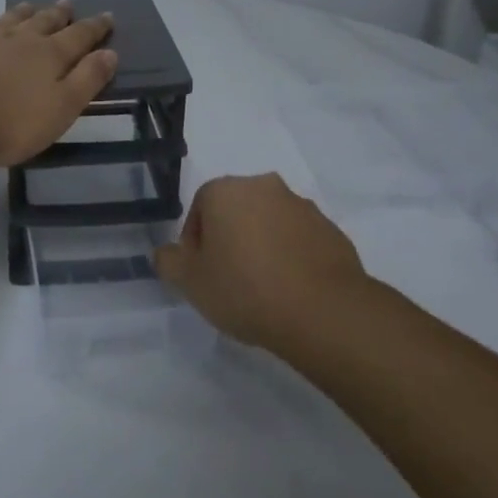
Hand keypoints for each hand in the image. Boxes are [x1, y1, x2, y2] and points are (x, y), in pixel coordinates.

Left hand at [0, 0, 117, 167]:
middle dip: (60, 14)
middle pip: (45, 22)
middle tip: (68, 4)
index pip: (79, 36)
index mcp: (51, 55)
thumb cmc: (11, 121)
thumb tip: (109, 53)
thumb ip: (87, 80)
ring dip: (23, 13)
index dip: (95, 27)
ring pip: (11, 22)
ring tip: (31, 6)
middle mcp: (21, 42)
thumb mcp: (62, 108)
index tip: (108, 16)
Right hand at [154, 173, 370, 351]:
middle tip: (229, 279)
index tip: (201, 273)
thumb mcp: (191, 282)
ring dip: (262, 245)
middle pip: (236, 210)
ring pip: (270, 222)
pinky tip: (291, 289)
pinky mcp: (331, 229)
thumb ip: (170, 262)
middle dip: (230, 238)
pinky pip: (299, 239)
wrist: (322, 310)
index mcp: (227, 190)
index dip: (195, 242)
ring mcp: (302, 206)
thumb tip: (166, 253)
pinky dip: (291, 256)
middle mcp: (264, 186)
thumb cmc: (245, 289)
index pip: (200, 207)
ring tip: (263, 288)